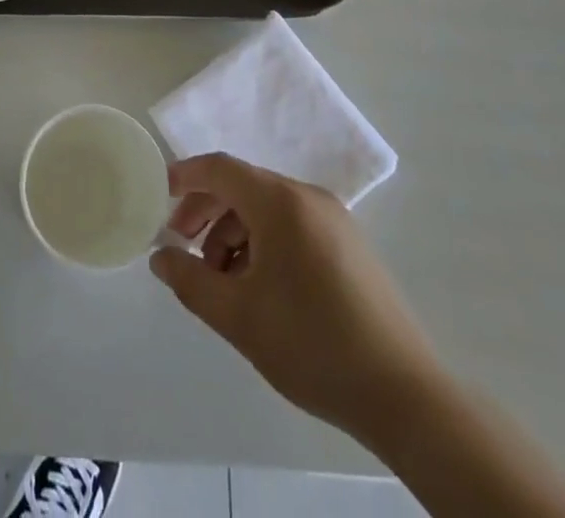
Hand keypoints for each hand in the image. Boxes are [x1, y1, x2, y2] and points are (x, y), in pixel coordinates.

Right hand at [150, 154, 441, 447]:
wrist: (405, 397)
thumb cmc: (313, 345)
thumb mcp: (238, 317)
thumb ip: (190, 280)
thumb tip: (160, 257)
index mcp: (281, 202)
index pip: (220, 168)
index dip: (185, 176)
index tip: (158, 195)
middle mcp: (308, 197)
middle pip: (243, 186)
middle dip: (207, 211)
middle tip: (184, 246)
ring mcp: (334, 220)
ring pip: (267, 208)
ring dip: (234, 232)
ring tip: (222, 279)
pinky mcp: (350, 245)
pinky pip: (292, 225)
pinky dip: (264, 242)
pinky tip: (258, 285)